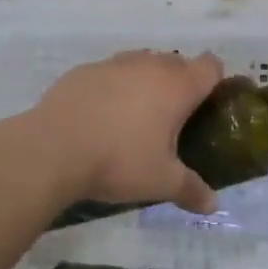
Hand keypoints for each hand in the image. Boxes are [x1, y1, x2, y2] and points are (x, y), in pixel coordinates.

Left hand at [23, 49, 225, 212]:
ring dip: (145, 83)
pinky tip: (100, 117)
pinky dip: (112, 88)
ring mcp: (114, 64)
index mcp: (177, 86)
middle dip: (179, 85)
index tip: (208, 106)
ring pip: (141, 64)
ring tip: (135, 118)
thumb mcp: (161, 182)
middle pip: (176, 63)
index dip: (215, 82)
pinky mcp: (84, 70)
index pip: (210, 66)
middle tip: (173, 121)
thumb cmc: (119, 161)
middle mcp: (149, 65)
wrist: (53, 149)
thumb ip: (191, 190)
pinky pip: (109, 73)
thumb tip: (213, 205)